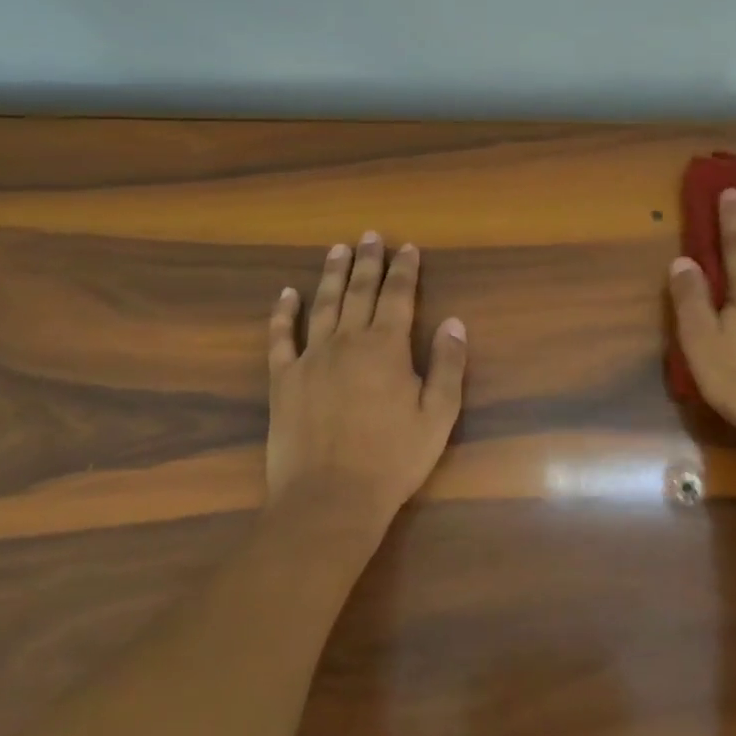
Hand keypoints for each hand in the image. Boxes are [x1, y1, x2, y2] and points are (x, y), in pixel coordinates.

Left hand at [266, 232, 467, 525]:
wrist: (329, 499)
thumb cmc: (392, 459)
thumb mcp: (438, 415)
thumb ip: (448, 365)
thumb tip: (455, 322)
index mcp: (387, 347)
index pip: (399, 296)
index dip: (405, 270)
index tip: (408, 247)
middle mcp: (348, 341)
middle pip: (360, 291)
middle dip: (368, 261)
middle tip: (371, 236)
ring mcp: (311, 358)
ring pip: (323, 304)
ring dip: (332, 275)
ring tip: (337, 249)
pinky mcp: (283, 380)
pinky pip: (280, 338)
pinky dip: (283, 313)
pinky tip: (286, 294)